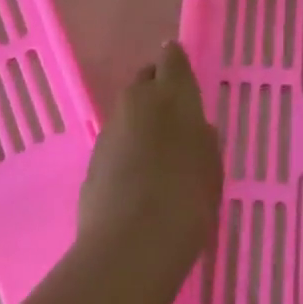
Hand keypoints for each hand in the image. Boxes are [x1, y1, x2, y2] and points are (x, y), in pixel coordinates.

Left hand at [78, 42, 222, 277]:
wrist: (131, 245)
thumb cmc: (187, 198)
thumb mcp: (211, 165)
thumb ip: (201, 137)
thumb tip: (192, 128)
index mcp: (171, 94)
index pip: (172, 58)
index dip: (177, 62)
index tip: (183, 70)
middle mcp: (136, 102)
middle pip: (144, 81)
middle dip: (156, 89)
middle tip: (174, 113)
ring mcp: (109, 130)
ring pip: (127, 112)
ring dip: (140, 121)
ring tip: (158, 150)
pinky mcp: (92, 160)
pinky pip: (115, 143)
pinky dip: (126, 150)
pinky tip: (138, 177)